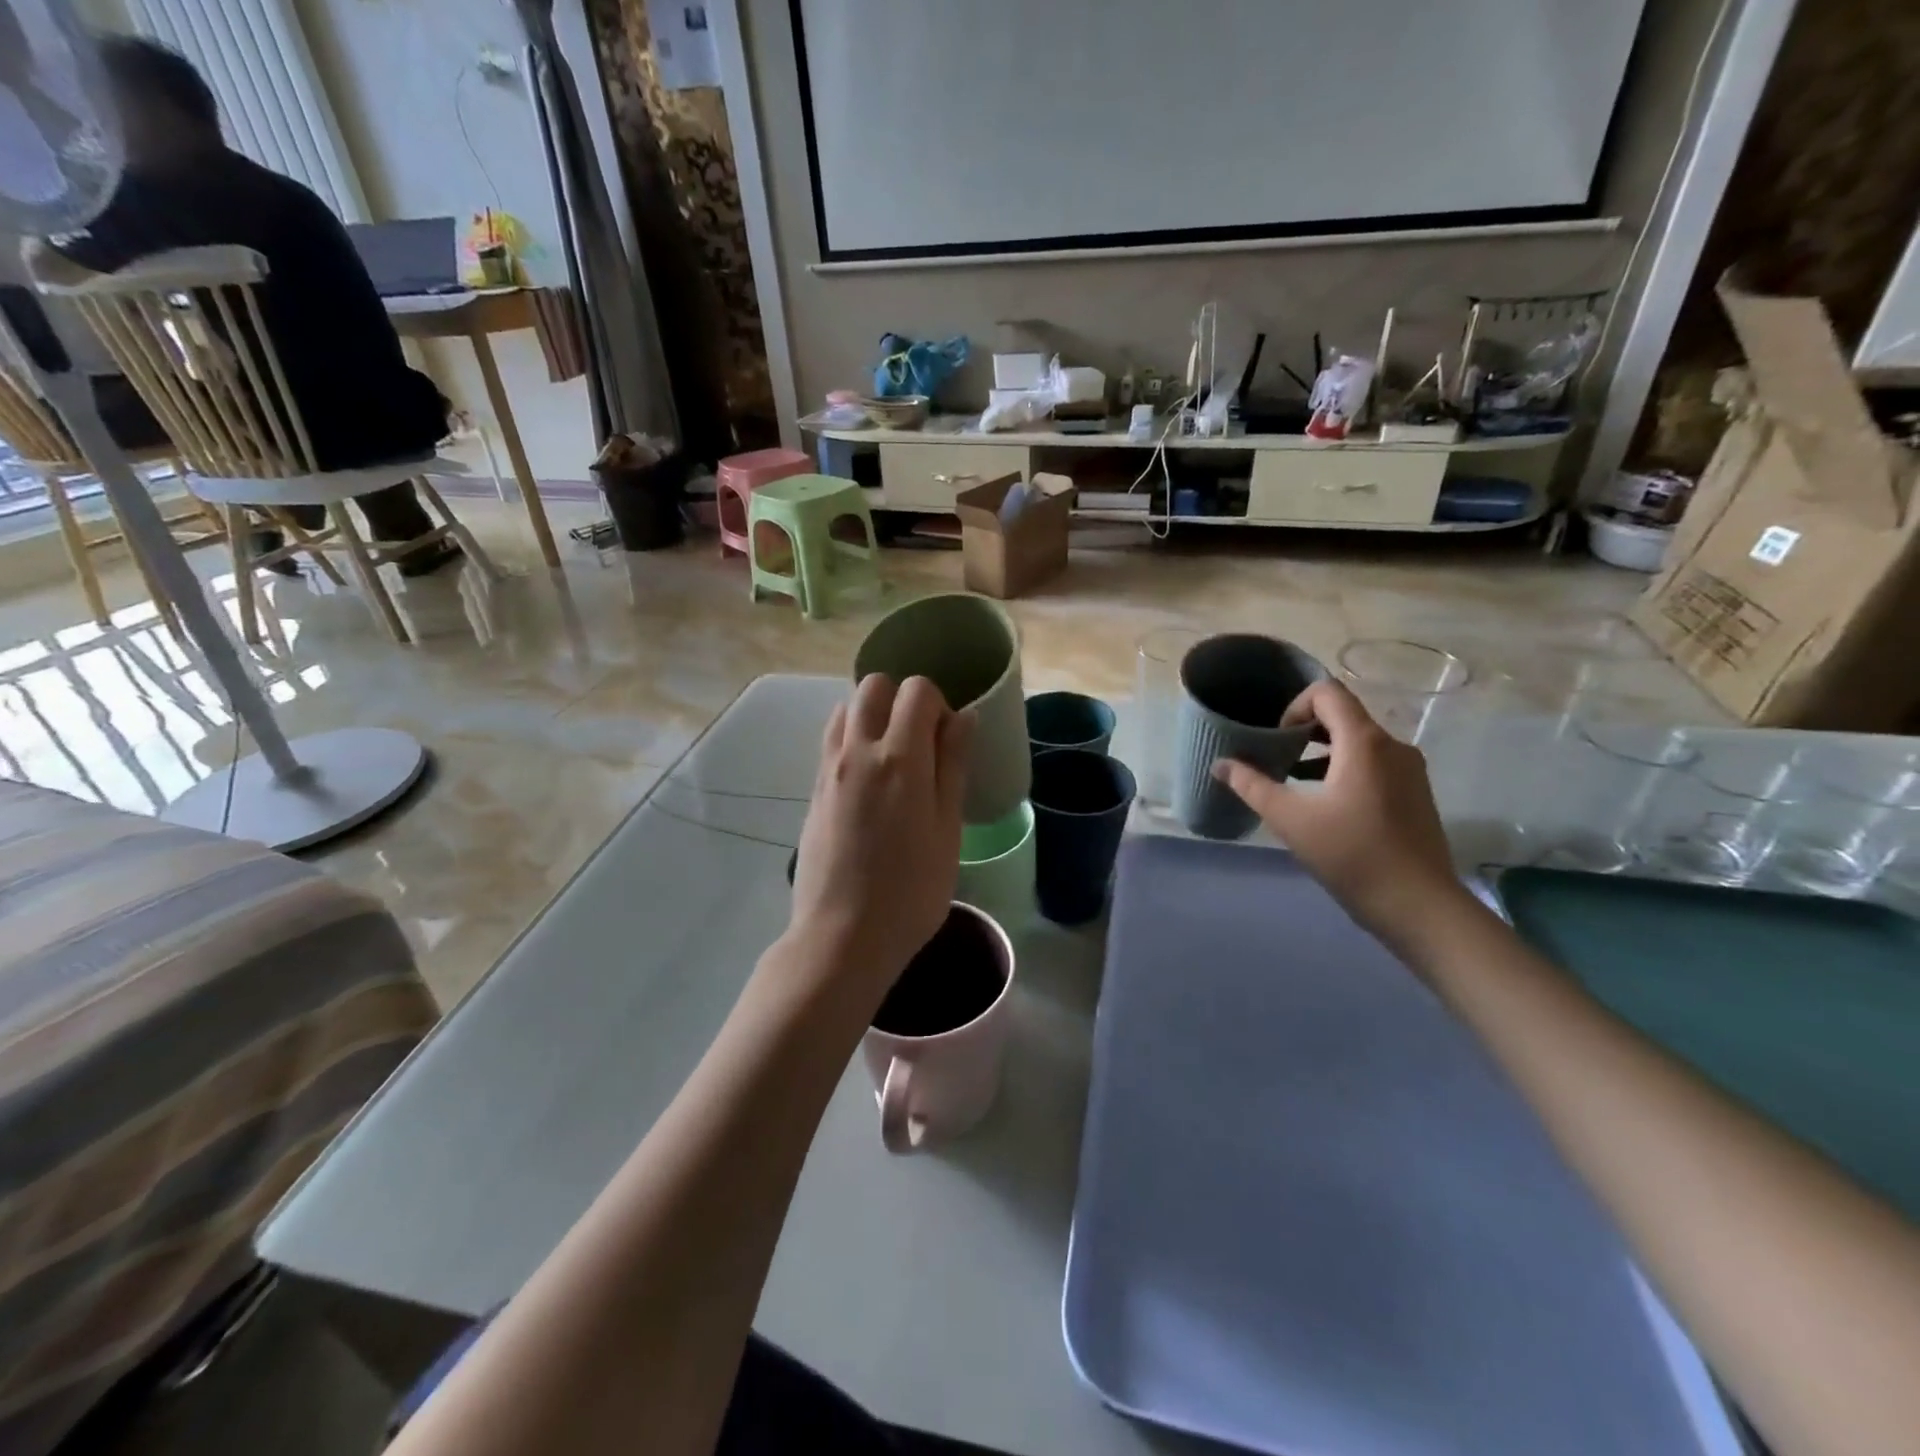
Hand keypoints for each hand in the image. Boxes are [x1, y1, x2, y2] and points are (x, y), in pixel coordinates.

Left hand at [787, 674, 974, 1001]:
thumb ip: (952, 766)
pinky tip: (869, 784)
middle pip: (873, 686)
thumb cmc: (911, 891)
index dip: (938, 704)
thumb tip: (962, 716)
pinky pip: (831, 741)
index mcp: (899, 758)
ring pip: (846, 709)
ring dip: (872, 716)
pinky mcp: (813, 790)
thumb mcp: (947, 830)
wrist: (842, 937)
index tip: (948, 741)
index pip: (916, 690)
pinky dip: (852, 739)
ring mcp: (828, 769)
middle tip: (921, 743)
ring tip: (893, 761)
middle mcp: (857, 751)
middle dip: (901, 699)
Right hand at [1213, 680, 1463, 951]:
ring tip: (1294, 781)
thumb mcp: (1290, 819)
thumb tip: (1220, 764)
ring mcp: (1409, 769)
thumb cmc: (1351, 855)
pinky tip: (1325, 804)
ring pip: (1358, 741)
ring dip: (1322, 752)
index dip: (1294, 706)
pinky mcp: (1415, 792)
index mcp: (1364, 742)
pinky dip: (1344, 769)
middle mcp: (1392, 746)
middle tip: (1276, 758)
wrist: (1419, 906)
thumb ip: (1252, 785)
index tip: (1276, 739)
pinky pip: (1374, 763)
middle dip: (1304, 730)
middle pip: (1343, 715)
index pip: (1327, 693)